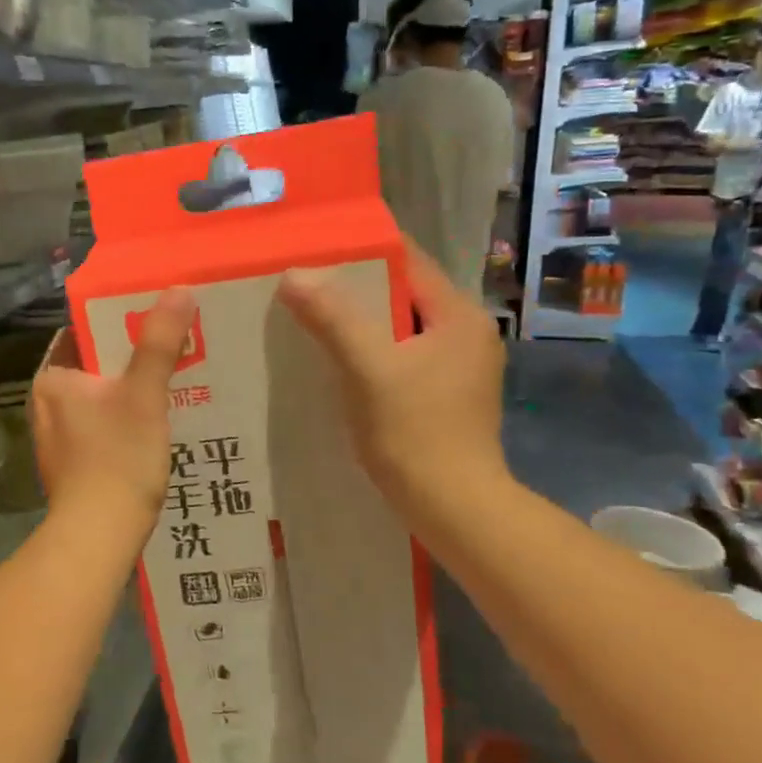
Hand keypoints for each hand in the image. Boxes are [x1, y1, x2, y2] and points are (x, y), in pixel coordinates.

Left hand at [31, 289, 196, 533]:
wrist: (99, 536)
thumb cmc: (117, 458)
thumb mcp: (144, 394)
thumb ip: (159, 341)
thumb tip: (178, 289)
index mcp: (52, 378)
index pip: (84, 331)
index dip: (120, 320)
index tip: (156, 316)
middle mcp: (46, 402)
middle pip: (96, 364)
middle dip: (133, 357)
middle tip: (176, 346)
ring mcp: (57, 435)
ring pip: (102, 396)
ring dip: (133, 389)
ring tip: (175, 379)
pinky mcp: (73, 462)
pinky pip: (103, 424)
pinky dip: (127, 418)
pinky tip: (157, 423)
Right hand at [277, 240, 507, 511]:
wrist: (455, 509)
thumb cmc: (415, 433)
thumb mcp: (368, 368)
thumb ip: (333, 317)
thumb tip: (294, 274)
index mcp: (459, 316)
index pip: (408, 262)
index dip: (361, 253)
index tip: (314, 252)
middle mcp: (466, 334)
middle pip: (402, 295)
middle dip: (353, 291)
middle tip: (303, 288)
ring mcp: (459, 367)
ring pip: (400, 329)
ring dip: (360, 325)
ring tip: (311, 321)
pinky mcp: (447, 396)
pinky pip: (402, 358)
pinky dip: (371, 354)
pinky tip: (337, 364)